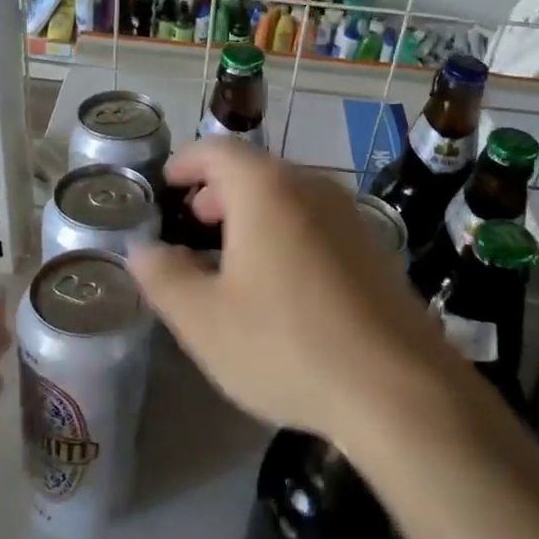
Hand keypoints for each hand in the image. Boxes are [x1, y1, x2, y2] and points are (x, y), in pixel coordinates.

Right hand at [129, 142, 445, 440]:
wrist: (397, 387)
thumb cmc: (286, 345)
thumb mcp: (204, 320)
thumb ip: (164, 277)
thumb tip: (141, 250)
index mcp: (267, 189)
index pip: (218, 151)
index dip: (187, 162)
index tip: (167, 181)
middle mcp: (312, 187)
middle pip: (256, 171)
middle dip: (219, 190)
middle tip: (194, 220)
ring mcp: (350, 216)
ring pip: (289, 196)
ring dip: (254, 213)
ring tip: (232, 251)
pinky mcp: (375, 248)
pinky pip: (317, 223)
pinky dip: (287, 232)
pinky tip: (281, 280)